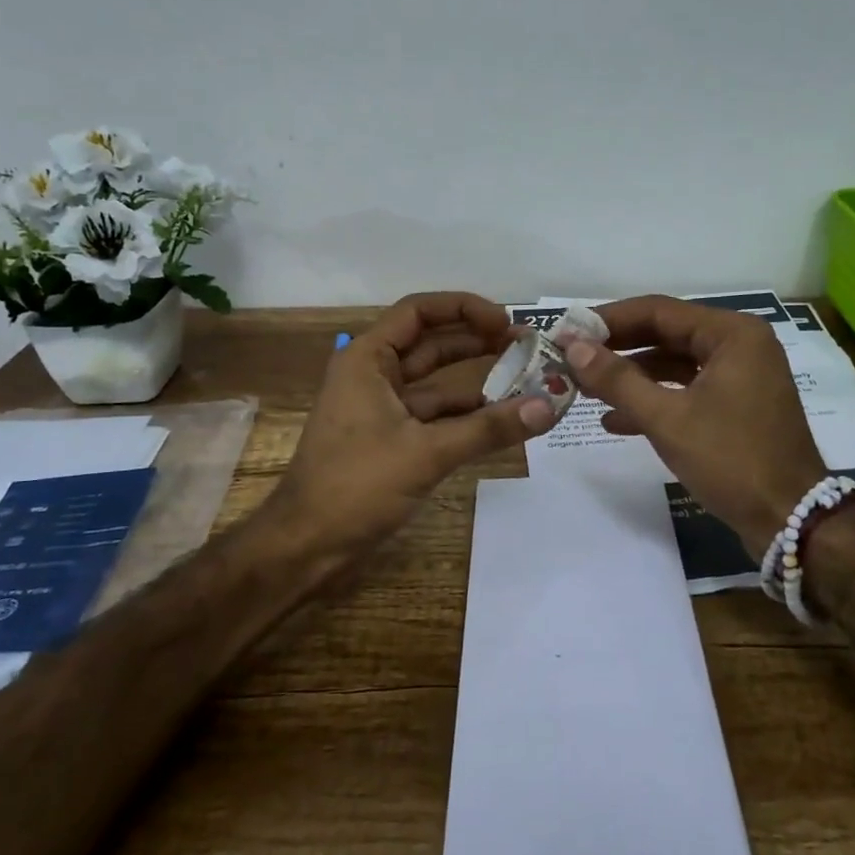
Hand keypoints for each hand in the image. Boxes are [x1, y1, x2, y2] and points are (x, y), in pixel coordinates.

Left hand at [272, 292, 554, 557]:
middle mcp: (373, 375)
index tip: (506, 321)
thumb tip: (548, 406)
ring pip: (436, 382)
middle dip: (477, 341)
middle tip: (526, 347)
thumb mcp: (426, 453)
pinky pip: (434, 416)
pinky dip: (465, 416)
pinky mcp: (390, 439)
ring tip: (525, 381)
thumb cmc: (356, 486)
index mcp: (367, 359)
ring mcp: (381, 408)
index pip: (419, 312)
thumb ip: (488, 428)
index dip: (464, 308)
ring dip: (476, 381)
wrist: (306, 546)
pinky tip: (500, 421)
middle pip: (431, 343)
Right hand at [563, 295, 828, 548]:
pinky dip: (654, 401)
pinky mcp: (736, 406)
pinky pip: (686, 390)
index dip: (609, 320)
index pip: (659, 311)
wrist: (792, 521)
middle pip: (666, 334)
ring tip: (585, 389)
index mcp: (732, 334)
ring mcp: (740, 377)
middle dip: (618, 349)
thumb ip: (618, 380)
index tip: (568, 331)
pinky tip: (615, 420)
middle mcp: (739, 346)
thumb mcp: (668, 419)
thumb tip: (573, 348)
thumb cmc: (732, 460)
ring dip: (631, 377)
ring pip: (673, 364)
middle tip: (571, 358)